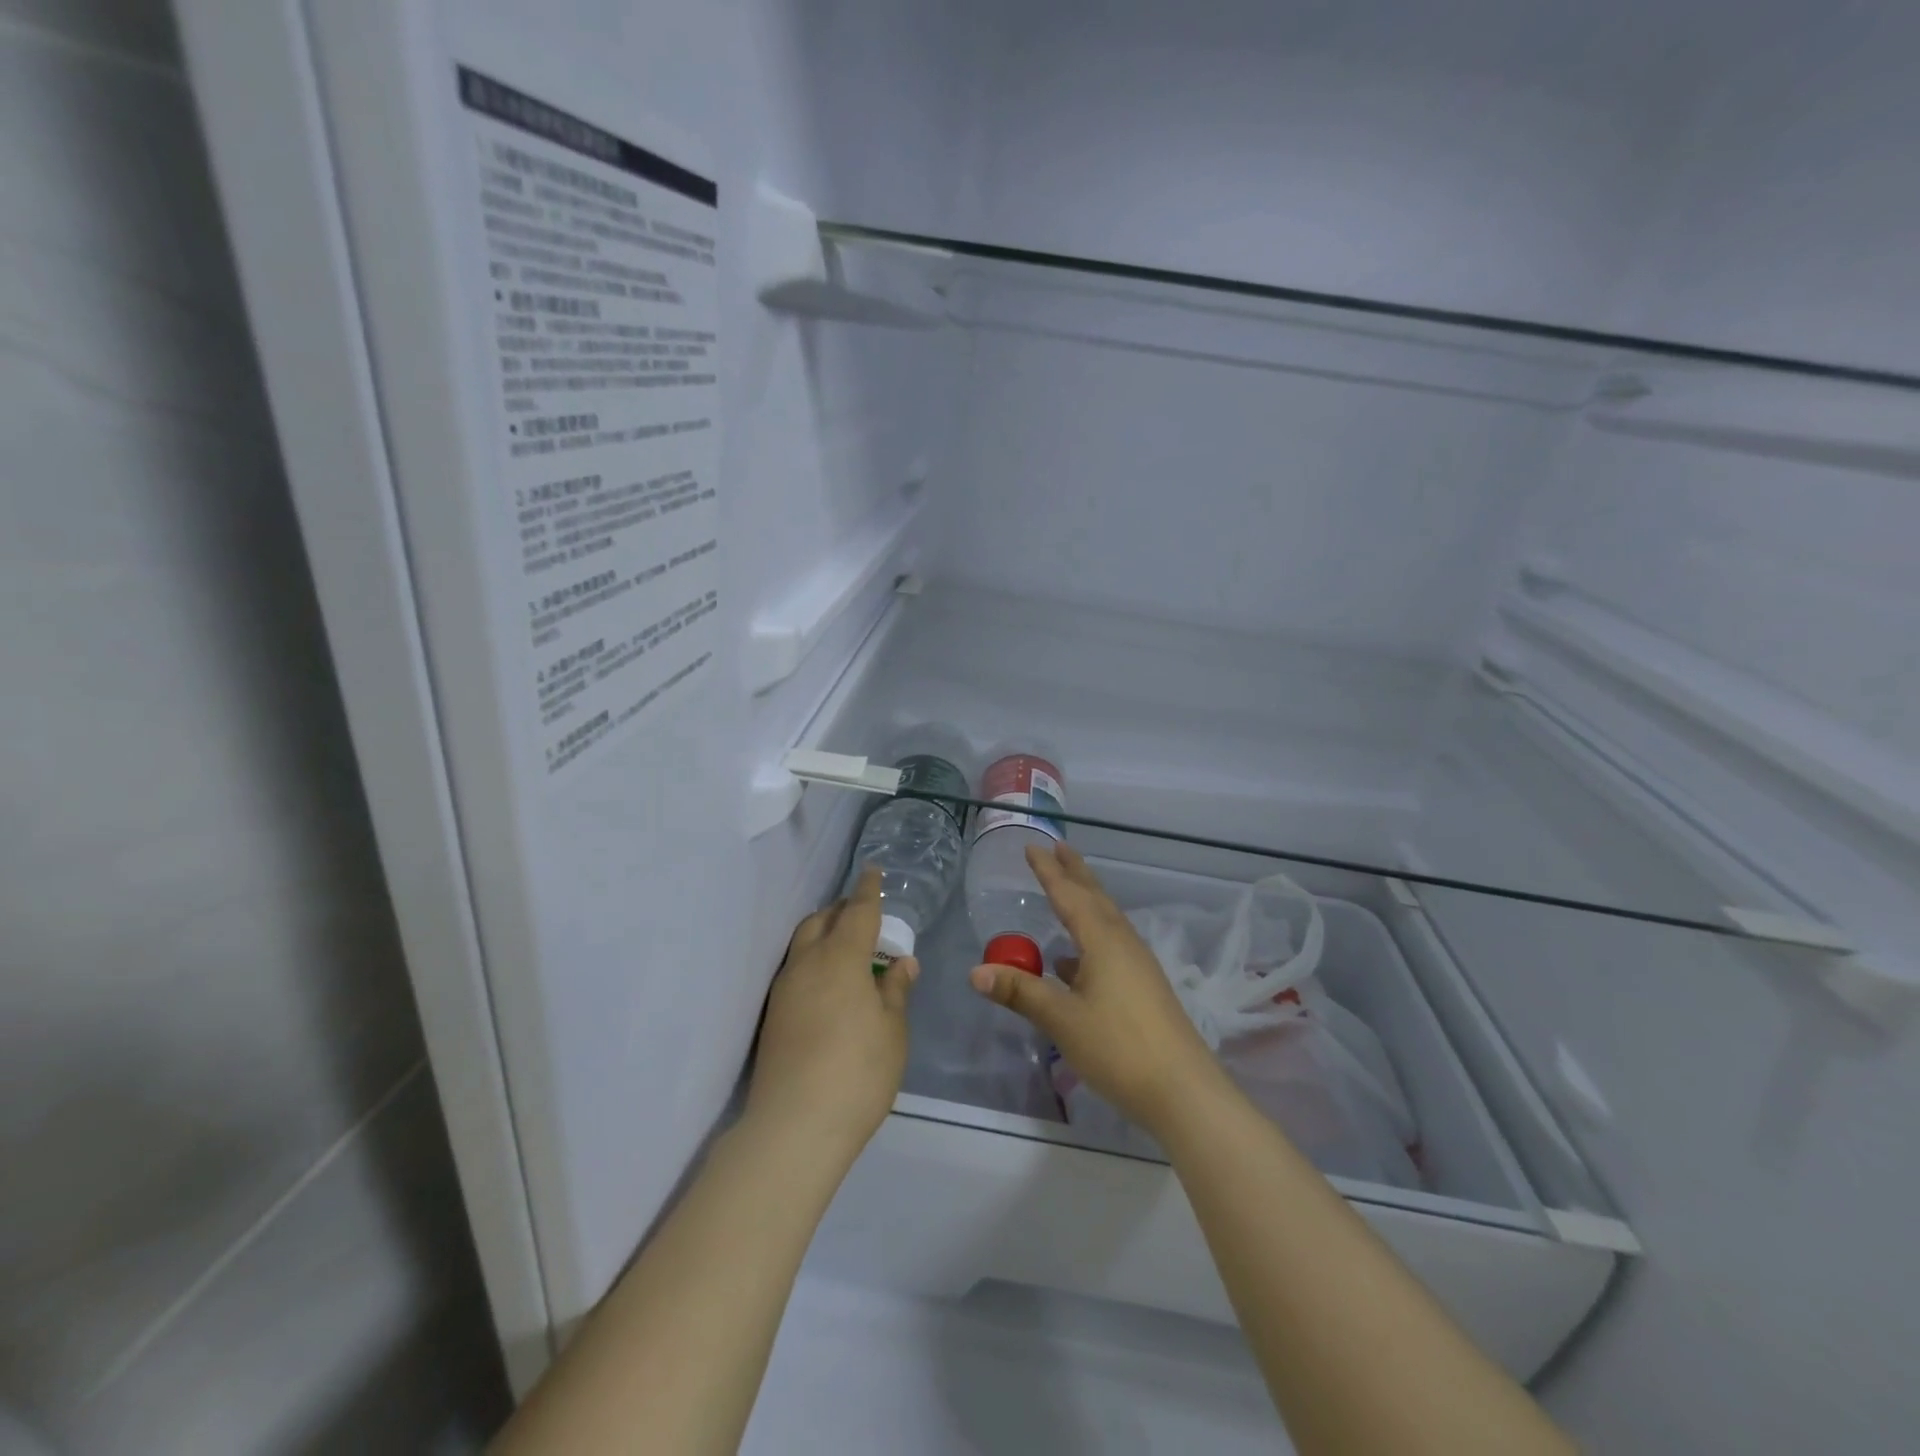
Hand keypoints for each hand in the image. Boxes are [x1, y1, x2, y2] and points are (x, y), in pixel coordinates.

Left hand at [748, 868, 915, 1163]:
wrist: (794, 1127)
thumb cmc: (858, 1072)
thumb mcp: (892, 1029)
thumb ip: (896, 990)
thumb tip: (901, 963)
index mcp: (841, 958)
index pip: (857, 911)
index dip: (868, 890)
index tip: (873, 872)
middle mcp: (806, 963)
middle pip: (822, 920)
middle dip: (842, 909)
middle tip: (865, 916)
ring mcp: (783, 989)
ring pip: (803, 943)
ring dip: (825, 933)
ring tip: (848, 949)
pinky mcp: (772, 1015)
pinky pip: (795, 968)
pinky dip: (813, 960)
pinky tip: (829, 984)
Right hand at [969, 844, 1225, 1137]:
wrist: (1183, 1090)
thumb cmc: (1118, 1048)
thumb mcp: (1062, 1019)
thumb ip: (1020, 992)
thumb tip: (976, 971)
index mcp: (1103, 940)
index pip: (1069, 895)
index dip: (1049, 871)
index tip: (1032, 847)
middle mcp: (1123, 943)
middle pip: (1095, 897)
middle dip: (1074, 872)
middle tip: (1058, 847)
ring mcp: (1138, 965)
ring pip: (1106, 920)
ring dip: (1085, 901)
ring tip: (1065, 892)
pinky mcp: (1144, 987)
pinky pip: (1111, 945)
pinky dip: (1090, 937)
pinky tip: (1073, 961)